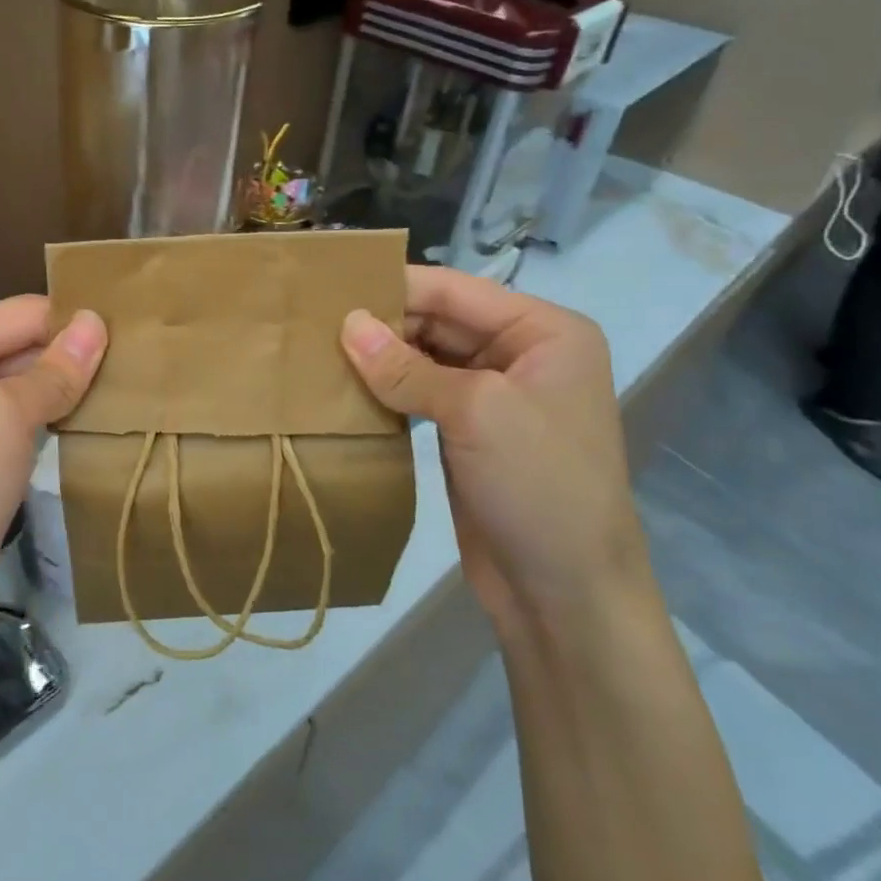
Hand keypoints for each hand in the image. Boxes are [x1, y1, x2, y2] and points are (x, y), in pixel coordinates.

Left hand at [0, 296, 106, 648]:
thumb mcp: (9, 420)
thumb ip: (56, 368)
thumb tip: (97, 321)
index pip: (18, 313)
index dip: (71, 326)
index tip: (125, 343)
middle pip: (11, 342)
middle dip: (62, 357)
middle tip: (124, 372)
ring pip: (9, 378)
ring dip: (52, 387)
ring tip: (107, 394)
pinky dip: (34, 414)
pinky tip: (70, 423)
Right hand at [340, 266, 652, 637]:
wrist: (567, 594)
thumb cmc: (538, 486)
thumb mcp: (475, 413)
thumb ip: (406, 367)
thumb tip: (346, 324)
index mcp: (544, 331)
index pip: (455, 291)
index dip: (394, 286)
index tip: (328, 288)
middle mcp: (521, 352)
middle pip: (438, 320)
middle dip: (382, 323)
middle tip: (313, 326)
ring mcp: (494, 394)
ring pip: (424, 357)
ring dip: (379, 358)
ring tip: (318, 352)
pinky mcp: (468, 430)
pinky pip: (420, 393)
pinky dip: (387, 389)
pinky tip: (345, 389)